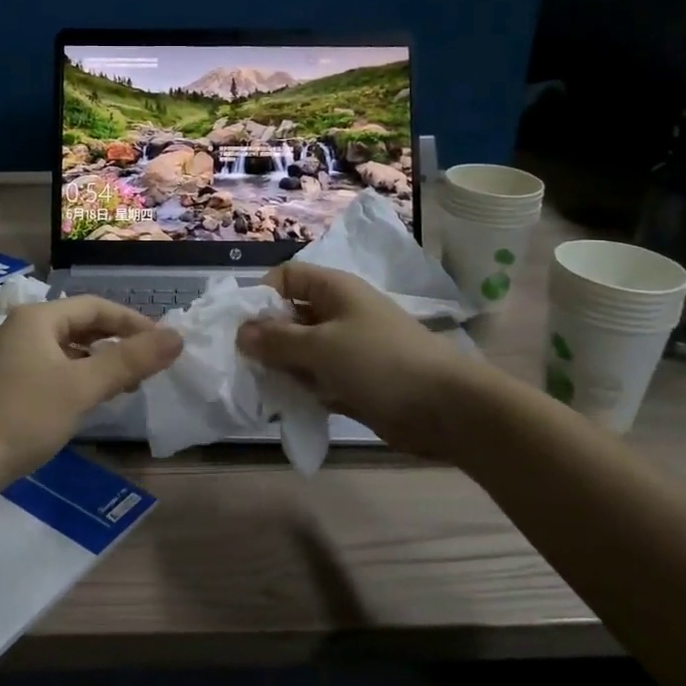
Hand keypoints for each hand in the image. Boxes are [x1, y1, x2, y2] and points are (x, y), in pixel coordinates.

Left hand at [0, 296, 181, 485]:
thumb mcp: (82, 387)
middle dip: (115, 343)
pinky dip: (71, 377)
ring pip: (61, 349)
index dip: (133, 322)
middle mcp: (17, 328)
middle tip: (146, 367)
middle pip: (77, 325)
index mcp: (36, 317)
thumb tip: (177, 336)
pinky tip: (81, 401)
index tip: (163, 345)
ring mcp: (3, 356)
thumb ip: (130, 360)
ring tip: (121, 387)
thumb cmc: (23, 416)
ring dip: (94, 362)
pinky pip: (45, 368)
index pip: (95, 306)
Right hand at [236, 262, 481, 457]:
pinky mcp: (355, 379)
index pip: (286, 277)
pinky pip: (317, 378)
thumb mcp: (320, 347)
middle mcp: (339, 312)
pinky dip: (302, 388)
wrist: (446, 407)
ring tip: (259, 386)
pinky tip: (284, 404)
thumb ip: (277, 340)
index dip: (261, 295)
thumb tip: (241, 332)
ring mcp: (348, 347)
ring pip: (302, 350)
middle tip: (242, 363)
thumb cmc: (379, 362)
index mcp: (334, 290)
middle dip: (266, 336)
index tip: (240, 326)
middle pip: (290, 315)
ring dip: (281, 366)